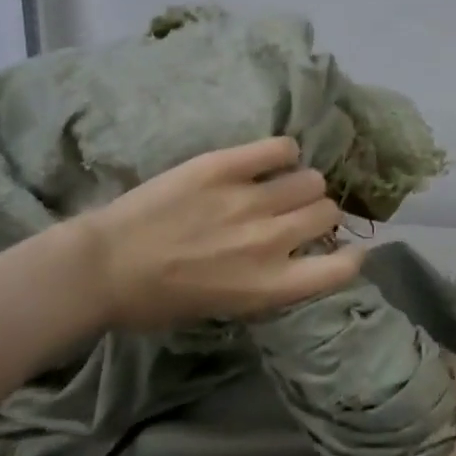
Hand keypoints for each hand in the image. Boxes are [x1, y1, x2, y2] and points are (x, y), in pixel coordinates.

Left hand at [78, 137, 363, 331]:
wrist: (104, 268)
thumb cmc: (159, 301)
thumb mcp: (226, 308)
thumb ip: (269, 282)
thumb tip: (293, 256)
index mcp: (271, 286)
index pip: (341, 268)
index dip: (351, 256)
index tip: (344, 250)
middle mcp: (271, 241)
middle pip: (326, 212)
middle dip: (317, 214)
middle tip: (294, 214)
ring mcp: (250, 199)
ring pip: (311, 179)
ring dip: (301, 184)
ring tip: (279, 186)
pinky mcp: (226, 166)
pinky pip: (280, 148)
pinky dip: (282, 153)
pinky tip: (270, 160)